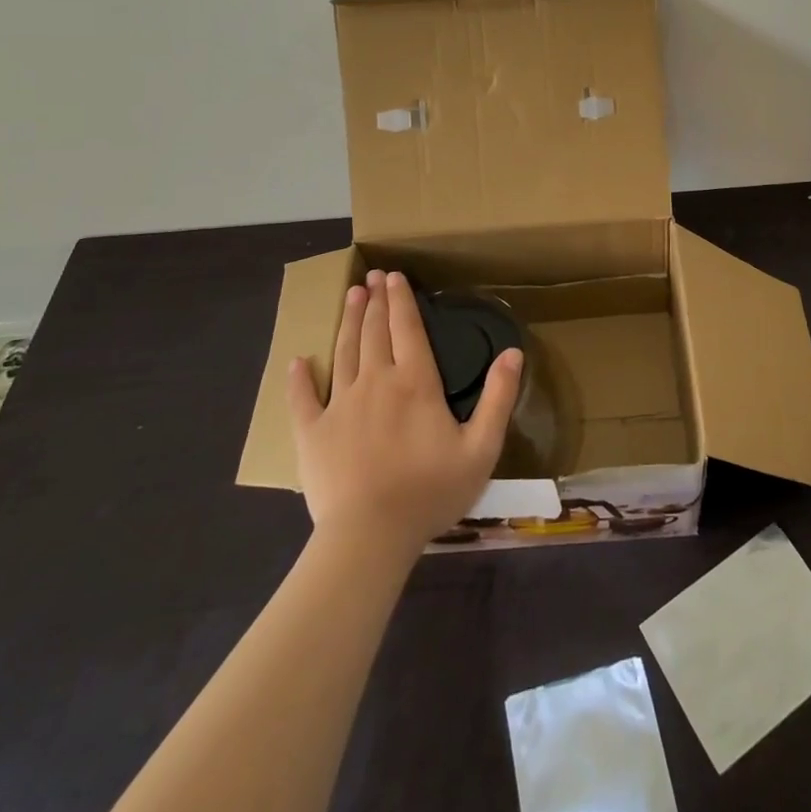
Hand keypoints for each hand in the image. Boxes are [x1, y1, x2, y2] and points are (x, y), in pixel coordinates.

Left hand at [288, 270, 521, 554]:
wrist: (370, 536)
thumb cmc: (430, 491)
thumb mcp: (481, 447)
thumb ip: (498, 397)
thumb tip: (513, 352)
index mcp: (416, 382)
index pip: (407, 328)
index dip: (401, 300)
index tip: (395, 276)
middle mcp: (376, 381)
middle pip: (374, 332)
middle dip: (374, 300)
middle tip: (372, 276)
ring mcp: (340, 405)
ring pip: (344, 352)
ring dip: (348, 322)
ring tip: (350, 296)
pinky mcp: (312, 433)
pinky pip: (302, 398)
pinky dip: (299, 377)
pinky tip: (297, 361)